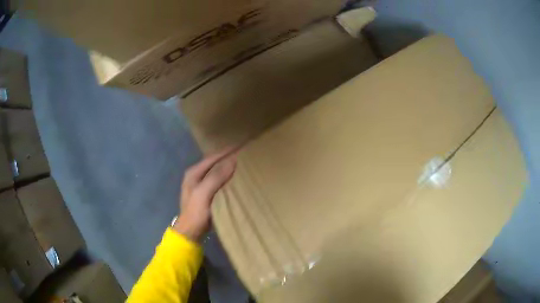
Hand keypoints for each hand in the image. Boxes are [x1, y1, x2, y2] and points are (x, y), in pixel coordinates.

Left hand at [173, 149, 236, 241]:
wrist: (191, 232)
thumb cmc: (196, 212)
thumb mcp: (204, 193)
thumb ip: (216, 176)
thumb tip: (232, 160)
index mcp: (193, 173)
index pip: (212, 157)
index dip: (226, 151)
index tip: (241, 146)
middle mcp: (196, 176)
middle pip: (213, 163)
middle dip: (227, 158)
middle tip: (243, 153)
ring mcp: (200, 185)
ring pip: (216, 172)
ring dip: (227, 168)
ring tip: (242, 164)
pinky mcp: (205, 194)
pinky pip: (218, 181)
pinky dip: (226, 178)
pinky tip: (235, 179)